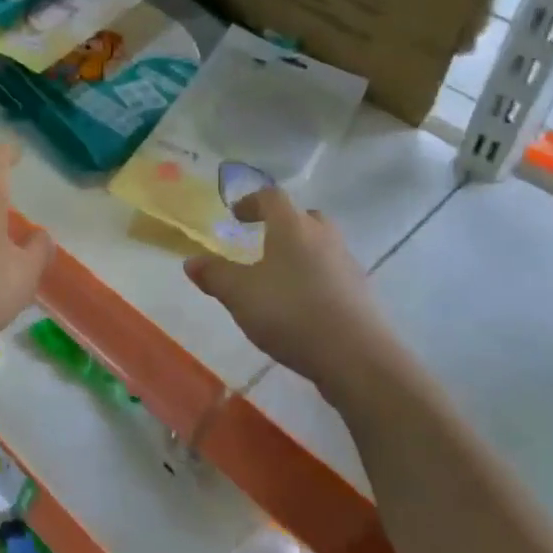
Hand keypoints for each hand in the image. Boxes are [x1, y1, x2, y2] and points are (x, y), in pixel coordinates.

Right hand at [183, 187, 385, 389]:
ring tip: (279, 277)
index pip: (272, 197)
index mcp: (292, 227)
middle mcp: (323, 236)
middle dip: (282, 225)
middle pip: (303, 218)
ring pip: (320, 245)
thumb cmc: (290, 313)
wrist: (356, 356)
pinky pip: (332, 272)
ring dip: (300, 252)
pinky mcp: (360, 292)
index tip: (236, 215)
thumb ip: (214, 274)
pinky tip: (301, 304)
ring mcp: (347, 263)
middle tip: (262, 242)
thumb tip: (191, 261)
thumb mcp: (239, 294)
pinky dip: (315, 278)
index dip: (252, 202)